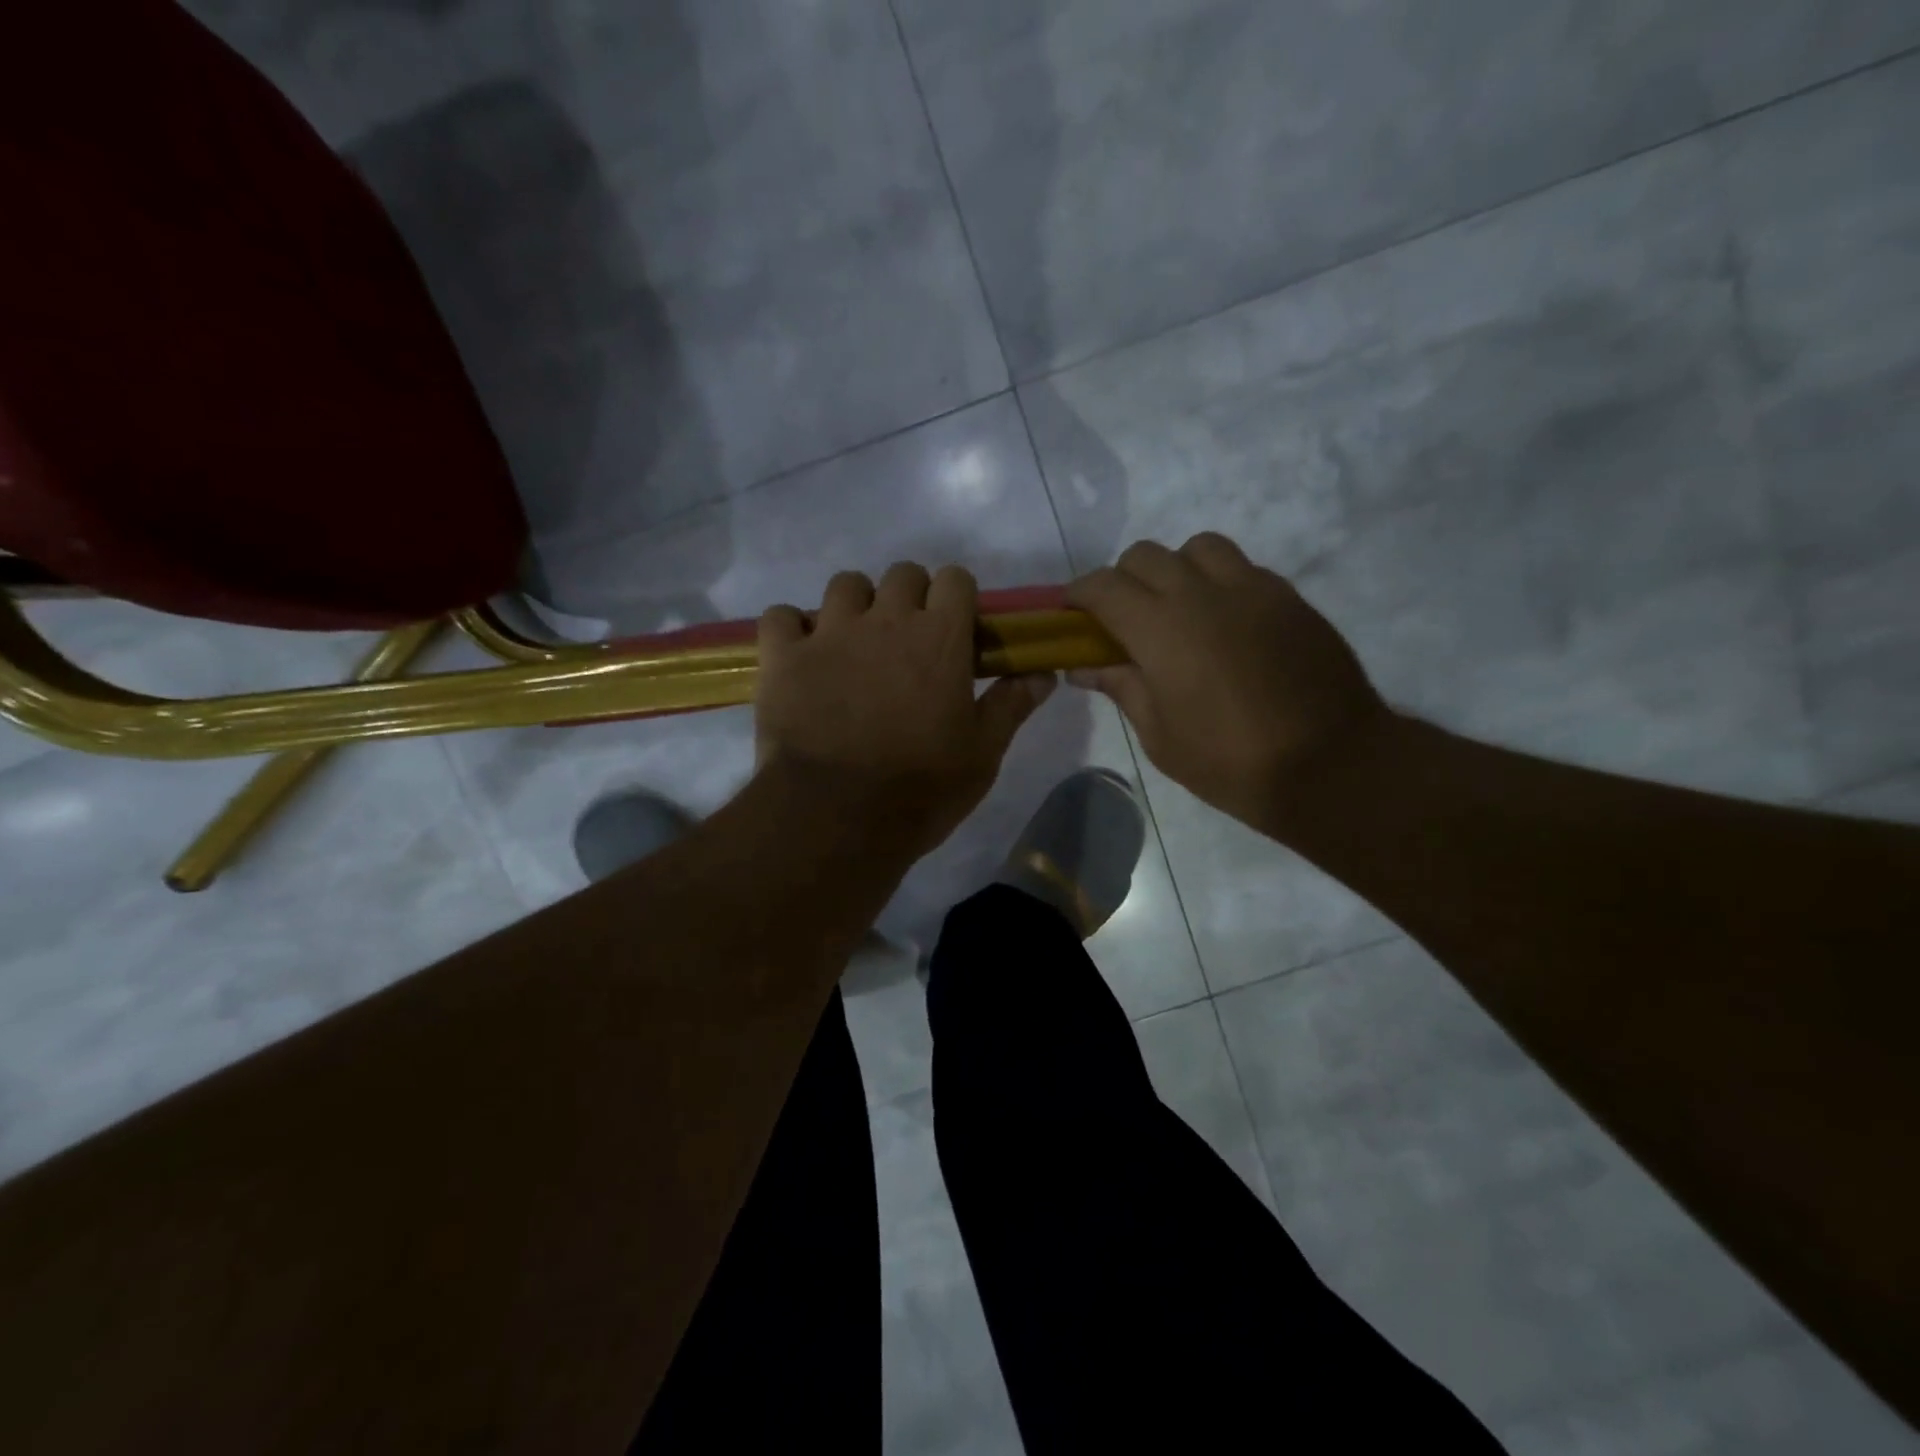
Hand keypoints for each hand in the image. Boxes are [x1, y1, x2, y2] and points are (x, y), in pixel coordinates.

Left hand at [755, 562, 1056, 856]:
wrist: (837, 817)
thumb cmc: (922, 789)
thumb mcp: (982, 754)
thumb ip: (1011, 705)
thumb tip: (1043, 673)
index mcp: (941, 637)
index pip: (955, 579)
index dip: (957, 599)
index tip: (956, 631)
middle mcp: (886, 620)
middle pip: (902, 574)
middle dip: (909, 598)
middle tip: (907, 643)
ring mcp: (830, 633)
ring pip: (844, 585)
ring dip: (854, 607)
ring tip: (854, 645)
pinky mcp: (783, 656)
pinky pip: (781, 616)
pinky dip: (792, 630)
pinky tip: (801, 657)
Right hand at [1067, 533, 1386, 832]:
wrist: (1331, 764)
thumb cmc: (1230, 761)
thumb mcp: (1160, 736)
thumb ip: (1121, 687)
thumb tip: (1082, 666)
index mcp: (1160, 629)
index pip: (1103, 586)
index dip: (1079, 594)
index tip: (1071, 612)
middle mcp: (1201, 593)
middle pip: (1145, 555)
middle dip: (1121, 580)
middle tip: (1123, 620)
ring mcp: (1250, 588)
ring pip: (1197, 547)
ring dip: (1175, 569)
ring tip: (1178, 608)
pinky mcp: (1287, 596)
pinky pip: (1241, 567)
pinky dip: (1218, 581)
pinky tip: (1224, 622)